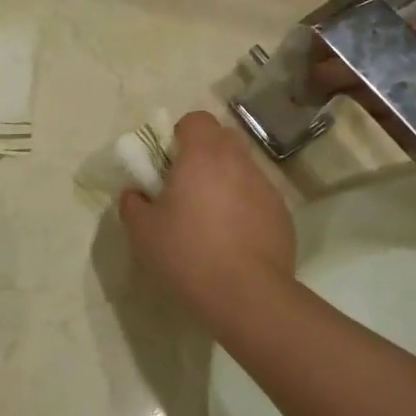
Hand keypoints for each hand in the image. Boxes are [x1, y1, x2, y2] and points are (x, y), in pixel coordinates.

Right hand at [117, 111, 296, 331]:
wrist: (247, 296)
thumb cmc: (188, 254)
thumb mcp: (143, 232)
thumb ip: (132, 204)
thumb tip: (134, 194)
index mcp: (203, 156)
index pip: (197, 120)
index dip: (181, 134)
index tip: (170, 162)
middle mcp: (238, 162)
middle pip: (222, 139)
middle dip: (204, 154)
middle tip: (186, 187)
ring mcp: (266, 188)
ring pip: (242, 169)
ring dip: (225, 181)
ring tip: (211, 219)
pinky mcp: (282, 215)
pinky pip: (258, 197)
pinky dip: (245, 207)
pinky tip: (233, 240)